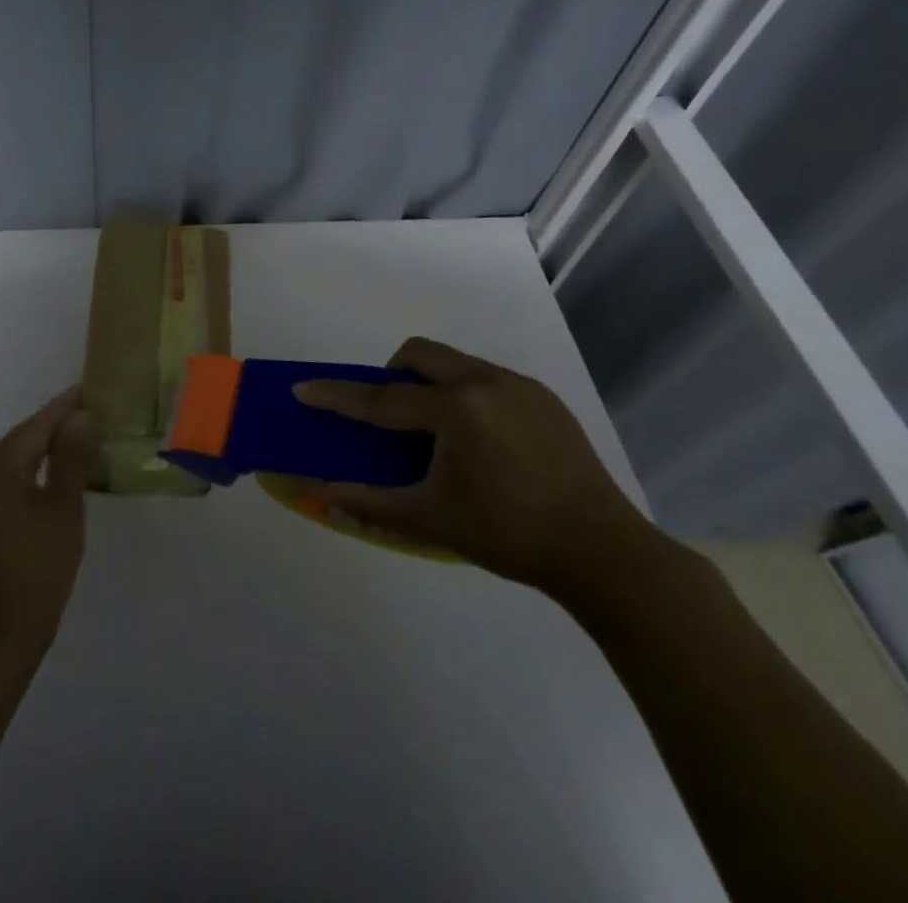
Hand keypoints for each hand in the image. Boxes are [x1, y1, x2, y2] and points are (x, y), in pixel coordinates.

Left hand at [0, 386, 93, 671]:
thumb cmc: (39, 567)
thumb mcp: (63, 508)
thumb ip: (70, 457)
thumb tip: (78, 418)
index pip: (34, 426)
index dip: (62, 408)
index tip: (86, 389)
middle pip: (18, 441)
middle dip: (51, 427)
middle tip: (86, 412)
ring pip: (9, 462)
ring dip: (40, 450)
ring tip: (74, 438)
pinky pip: (2, 482)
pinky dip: (27, 473)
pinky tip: (49, 474)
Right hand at [294, 338, 653, 596]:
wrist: (604, 553)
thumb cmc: (508, 534)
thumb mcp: (430, 519)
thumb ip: (368, 501)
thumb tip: (317, 493)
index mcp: (455, 409)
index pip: (381, 397)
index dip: (338, 395)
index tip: (303, 388)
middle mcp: (485, 382)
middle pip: (421, 354)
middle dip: (392, 373)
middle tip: (391, 414)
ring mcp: (519, 386)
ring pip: (456, 362)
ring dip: (432, 383)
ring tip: (438, 432)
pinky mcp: (544, 398)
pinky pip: (488, 379)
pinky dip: (467, 395)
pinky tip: (482, 442)